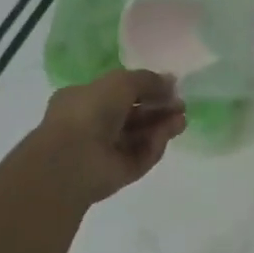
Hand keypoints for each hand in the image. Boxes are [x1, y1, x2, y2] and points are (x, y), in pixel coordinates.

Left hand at [37, 69, 186, 204]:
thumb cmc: (89, 112)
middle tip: (181, 105)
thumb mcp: (120, 82)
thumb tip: (171, 81)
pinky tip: (168, 133)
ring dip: (162, 125)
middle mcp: (93, 124)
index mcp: (84, 99)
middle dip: (159, 108)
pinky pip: (141, 155)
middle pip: (134, 115)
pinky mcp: (118, 172)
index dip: (145, 89)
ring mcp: (105, 151)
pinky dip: (156, 144)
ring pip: (140, 136)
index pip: (119, 93)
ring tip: (182, 119)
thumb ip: (148, 80)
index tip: (170, 87)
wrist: (72, 160)